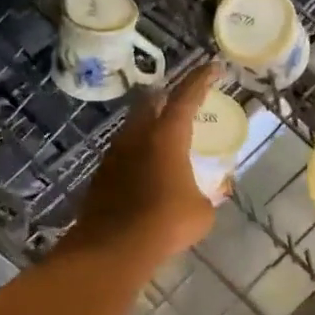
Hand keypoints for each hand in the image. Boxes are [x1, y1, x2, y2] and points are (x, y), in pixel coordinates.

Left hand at [63, 63, 221, 269]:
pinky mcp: (101, 175)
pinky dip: (136, 154)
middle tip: (181, 101)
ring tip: (163, 138)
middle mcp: (137, 136)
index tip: (213, 67)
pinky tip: (145, 170)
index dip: (201, 79)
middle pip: (150, 103)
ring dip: (148, 126)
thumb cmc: (166, 222)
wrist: (114, 247)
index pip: (187, 96)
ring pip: (132, 128)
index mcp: (167, 135)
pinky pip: (122, 154)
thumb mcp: (202, 211)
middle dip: (166, 97)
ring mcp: (114, 154)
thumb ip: (209, 195)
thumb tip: (212, 194)